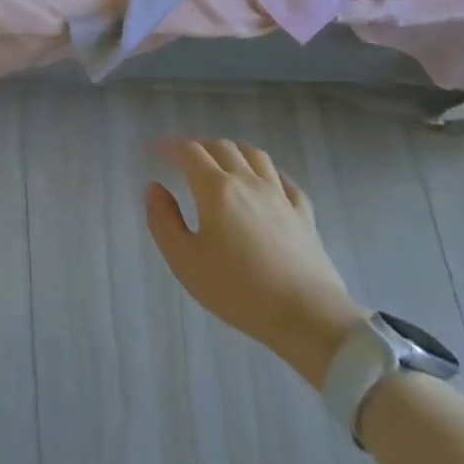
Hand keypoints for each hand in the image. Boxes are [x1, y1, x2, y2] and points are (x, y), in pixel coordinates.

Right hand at [145, 140, 363, 387]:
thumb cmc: (238, 290)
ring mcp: (280, 196)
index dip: (170, 146)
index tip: (156, 149)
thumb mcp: (185, 260)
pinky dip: (268, 173)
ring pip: (255, 155)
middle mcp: (248, 182)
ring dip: (233, 150)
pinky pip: (285, 181)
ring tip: (222, 160)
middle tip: (185, 157)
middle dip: (199, 145)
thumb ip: (163, 220)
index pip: (189, 152)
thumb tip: (155, 188)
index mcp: (216, 189)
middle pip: (222, 147)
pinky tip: (266, 182)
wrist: (308, 317)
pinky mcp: (304, 215)